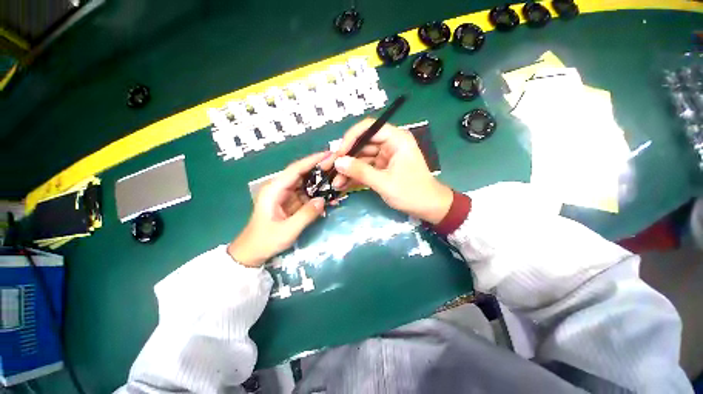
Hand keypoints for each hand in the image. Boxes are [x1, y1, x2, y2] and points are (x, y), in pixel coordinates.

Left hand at [228, 152, 327, 266]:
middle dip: (319, 168)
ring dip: (320, 181)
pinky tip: (329, 194)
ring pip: (306, 183)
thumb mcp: (287, 230)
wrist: (252, 253)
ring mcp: (286, 195)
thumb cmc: (265, 241)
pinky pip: (306, 194)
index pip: (295, 169)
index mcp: (274, 189)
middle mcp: (280, 188)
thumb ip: (306, 215)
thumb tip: (323, 200)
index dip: (312, 160)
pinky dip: (317, 193)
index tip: (329, 154)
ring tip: (337, 178)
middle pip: (302, 173)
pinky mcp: (291, 202)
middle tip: (338, 166)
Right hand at [320, 119, 452, 223]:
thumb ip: (360, 171)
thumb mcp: (384, 182)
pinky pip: (365, 168)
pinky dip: (355, 176)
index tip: (338, 153)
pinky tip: (342, 184)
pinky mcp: (382, 168)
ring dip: (348, 169)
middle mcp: (390, 144)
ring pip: (361, 158)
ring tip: (334, 182)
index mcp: (396, 139)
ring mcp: (385, 157)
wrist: (429, 208)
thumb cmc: (412, 193)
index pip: (369, 128)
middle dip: (345, 157)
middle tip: (329, 168)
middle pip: (362, 144)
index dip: (351, 138)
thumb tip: (338, 162)